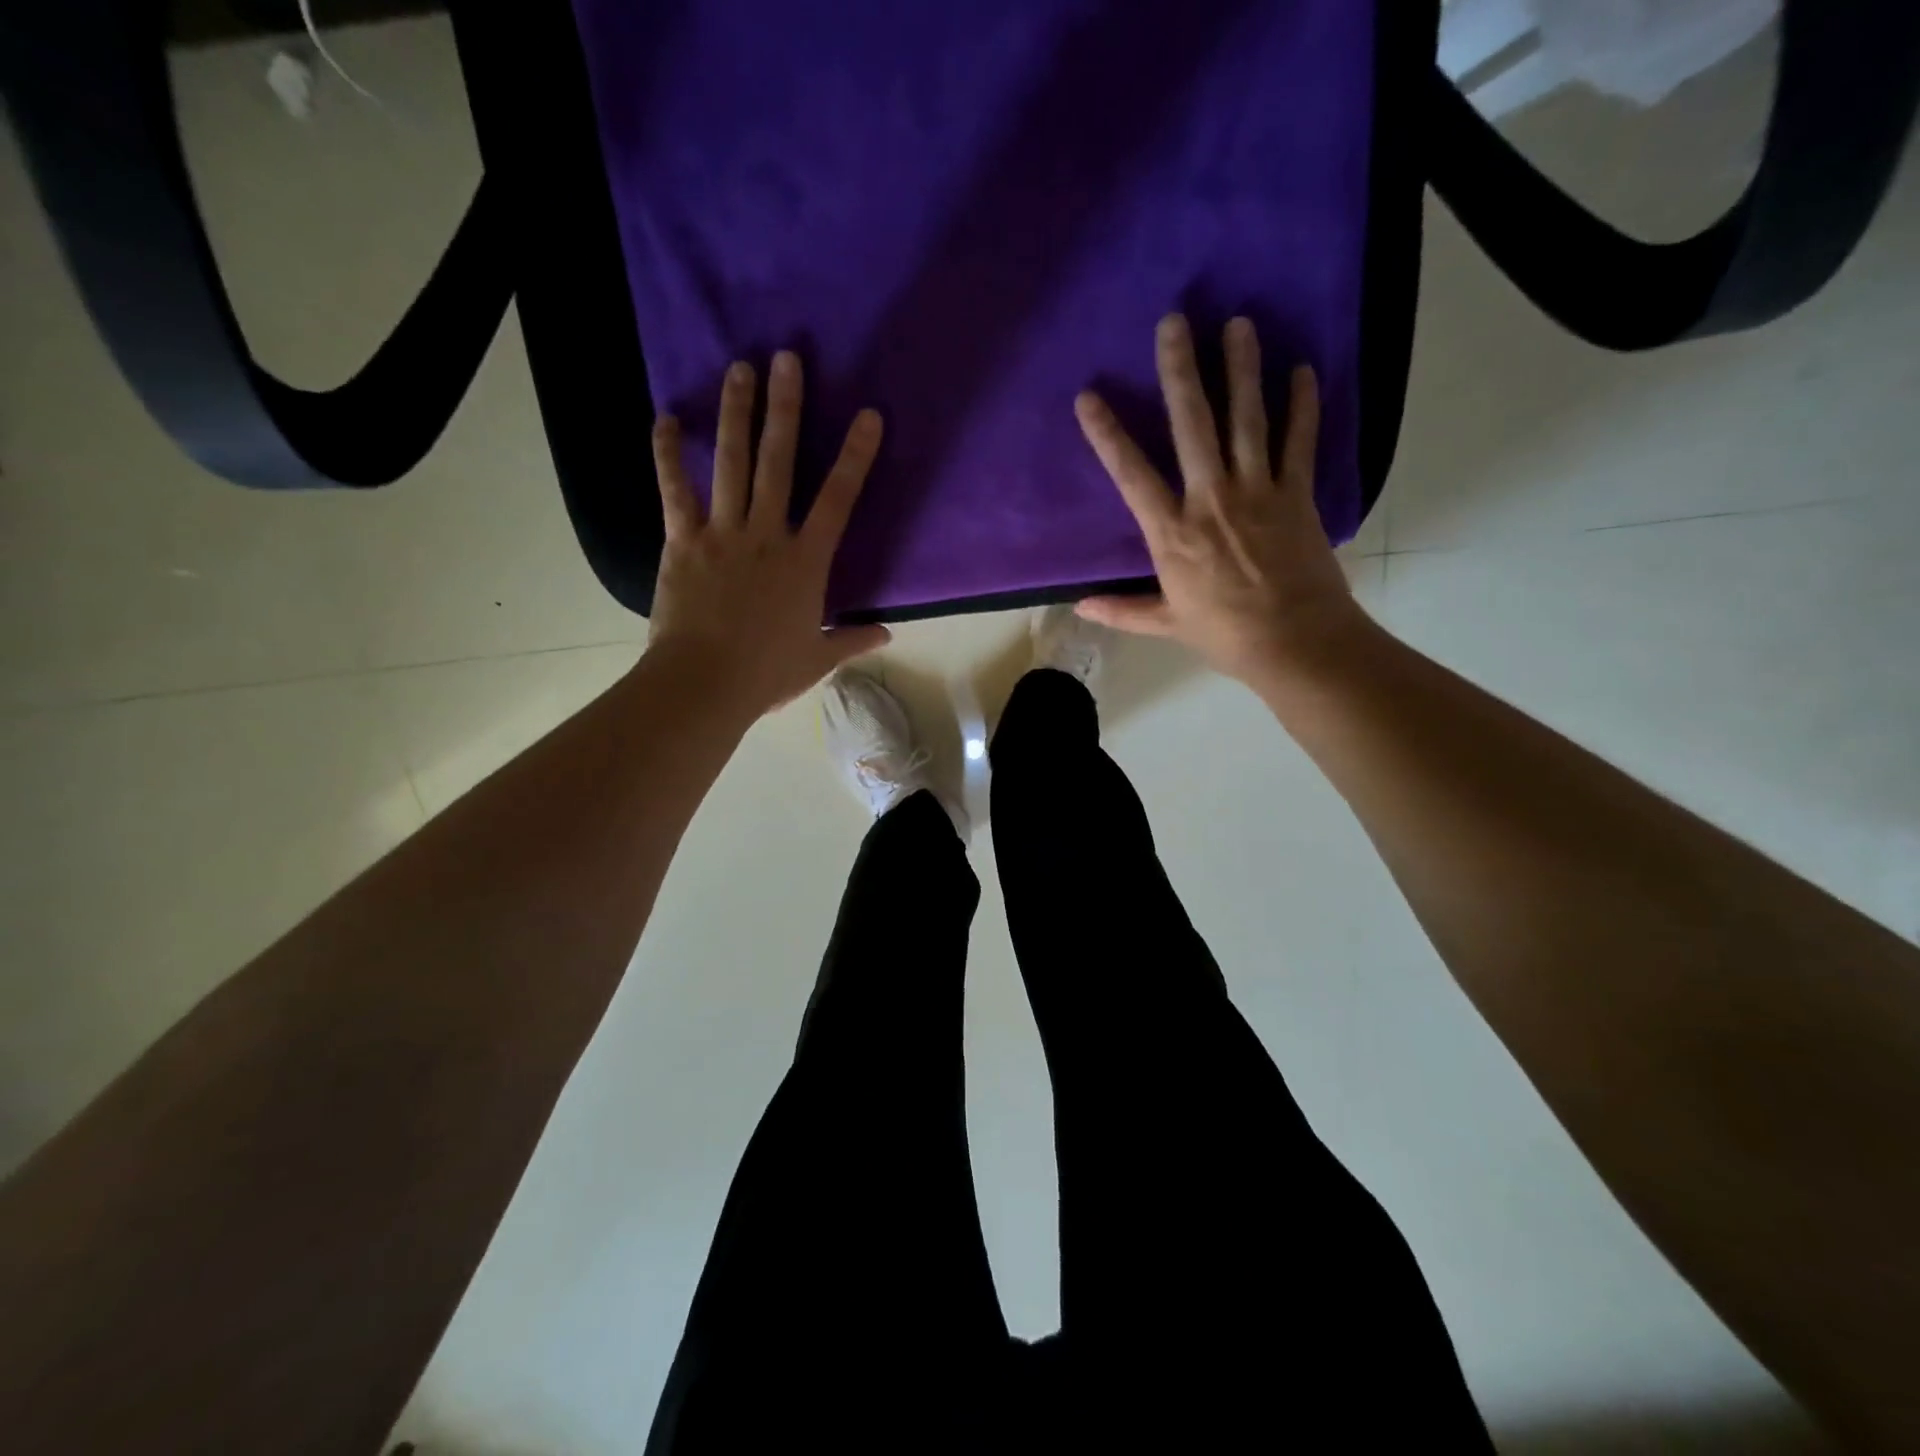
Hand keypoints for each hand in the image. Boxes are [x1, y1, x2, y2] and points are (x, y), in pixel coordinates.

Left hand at [645, 352, 889, 720]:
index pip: (838, 500)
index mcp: (806, 562)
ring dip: (736, 413)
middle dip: (786, 408)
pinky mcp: (683, 541)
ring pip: (730, 462)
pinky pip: (674, 489)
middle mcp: (767, 535)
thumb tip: (887, 633)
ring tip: (741, 369)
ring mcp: (723, 533)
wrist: (705, 684)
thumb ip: (852, 639)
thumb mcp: (817, 658)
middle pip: (779, 462)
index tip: (868, 416)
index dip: (856, 456)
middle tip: (787, 358)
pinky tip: (666, 419)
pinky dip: (668, 454)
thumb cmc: (767, 673)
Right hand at [1074, 315, 1369, 689]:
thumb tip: (1078, 606)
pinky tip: (1301, 370)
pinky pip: (1299, 441)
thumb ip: (1122, 609)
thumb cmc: (1225, 635)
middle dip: (1181, 371)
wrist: (1295, 643)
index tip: (1090, 396)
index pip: (1132, 474)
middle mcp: (1211, 500)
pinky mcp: (1296, 494)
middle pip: (1193, 425)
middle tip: (1174, 322)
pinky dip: (1302, 405)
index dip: (1108, 434)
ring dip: (1242, 369)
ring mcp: (1257, 492)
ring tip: (1238, 323)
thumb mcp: (1166, 623)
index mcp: (1172, 534)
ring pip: (1247, 419)